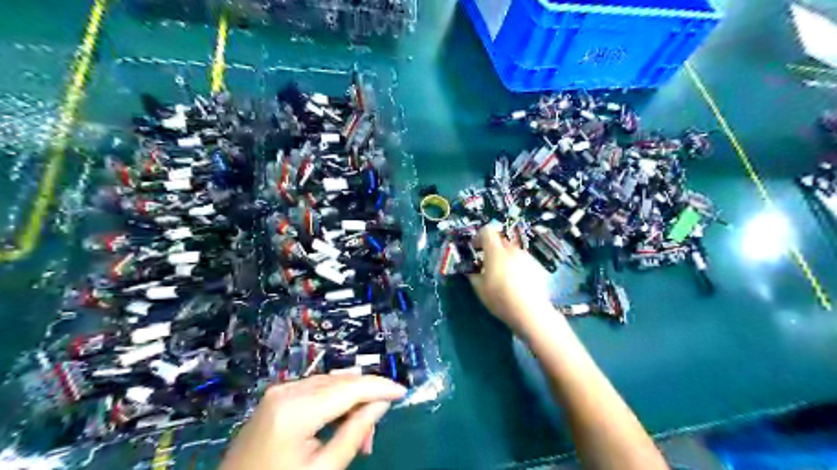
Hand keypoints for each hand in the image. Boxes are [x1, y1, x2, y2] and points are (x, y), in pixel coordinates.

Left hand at [221, 374, 407, 469]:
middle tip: (376, 429)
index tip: (403, 392)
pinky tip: (341, 420)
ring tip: (360, 433)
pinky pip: (315, 389)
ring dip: (351, 400)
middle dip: (366, 397)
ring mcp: (279, 391)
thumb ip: (354, 433)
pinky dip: (334, 401)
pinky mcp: (276, 396)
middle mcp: (287, 390)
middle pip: (340, 382)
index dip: (379, 387)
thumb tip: (381, 404)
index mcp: (295, 410)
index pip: (349, 388)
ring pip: (330, 384)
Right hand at [467, 223, 557, 331]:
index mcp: (496, 252)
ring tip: (503, 274)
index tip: (475, 248)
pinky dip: (517, 265)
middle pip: (500, 240)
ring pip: (512, 250)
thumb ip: (472, 275)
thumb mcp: (480, 289)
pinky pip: (522, 260)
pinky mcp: (536, 266)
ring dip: (505, 257)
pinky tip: (517, 282)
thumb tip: (469, 270)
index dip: (479, 237)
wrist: (530, 312)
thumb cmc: (500, 299)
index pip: (487, 231)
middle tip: (487, 263)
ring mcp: (526, 257)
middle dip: (492, 248)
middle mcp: (512, 250)